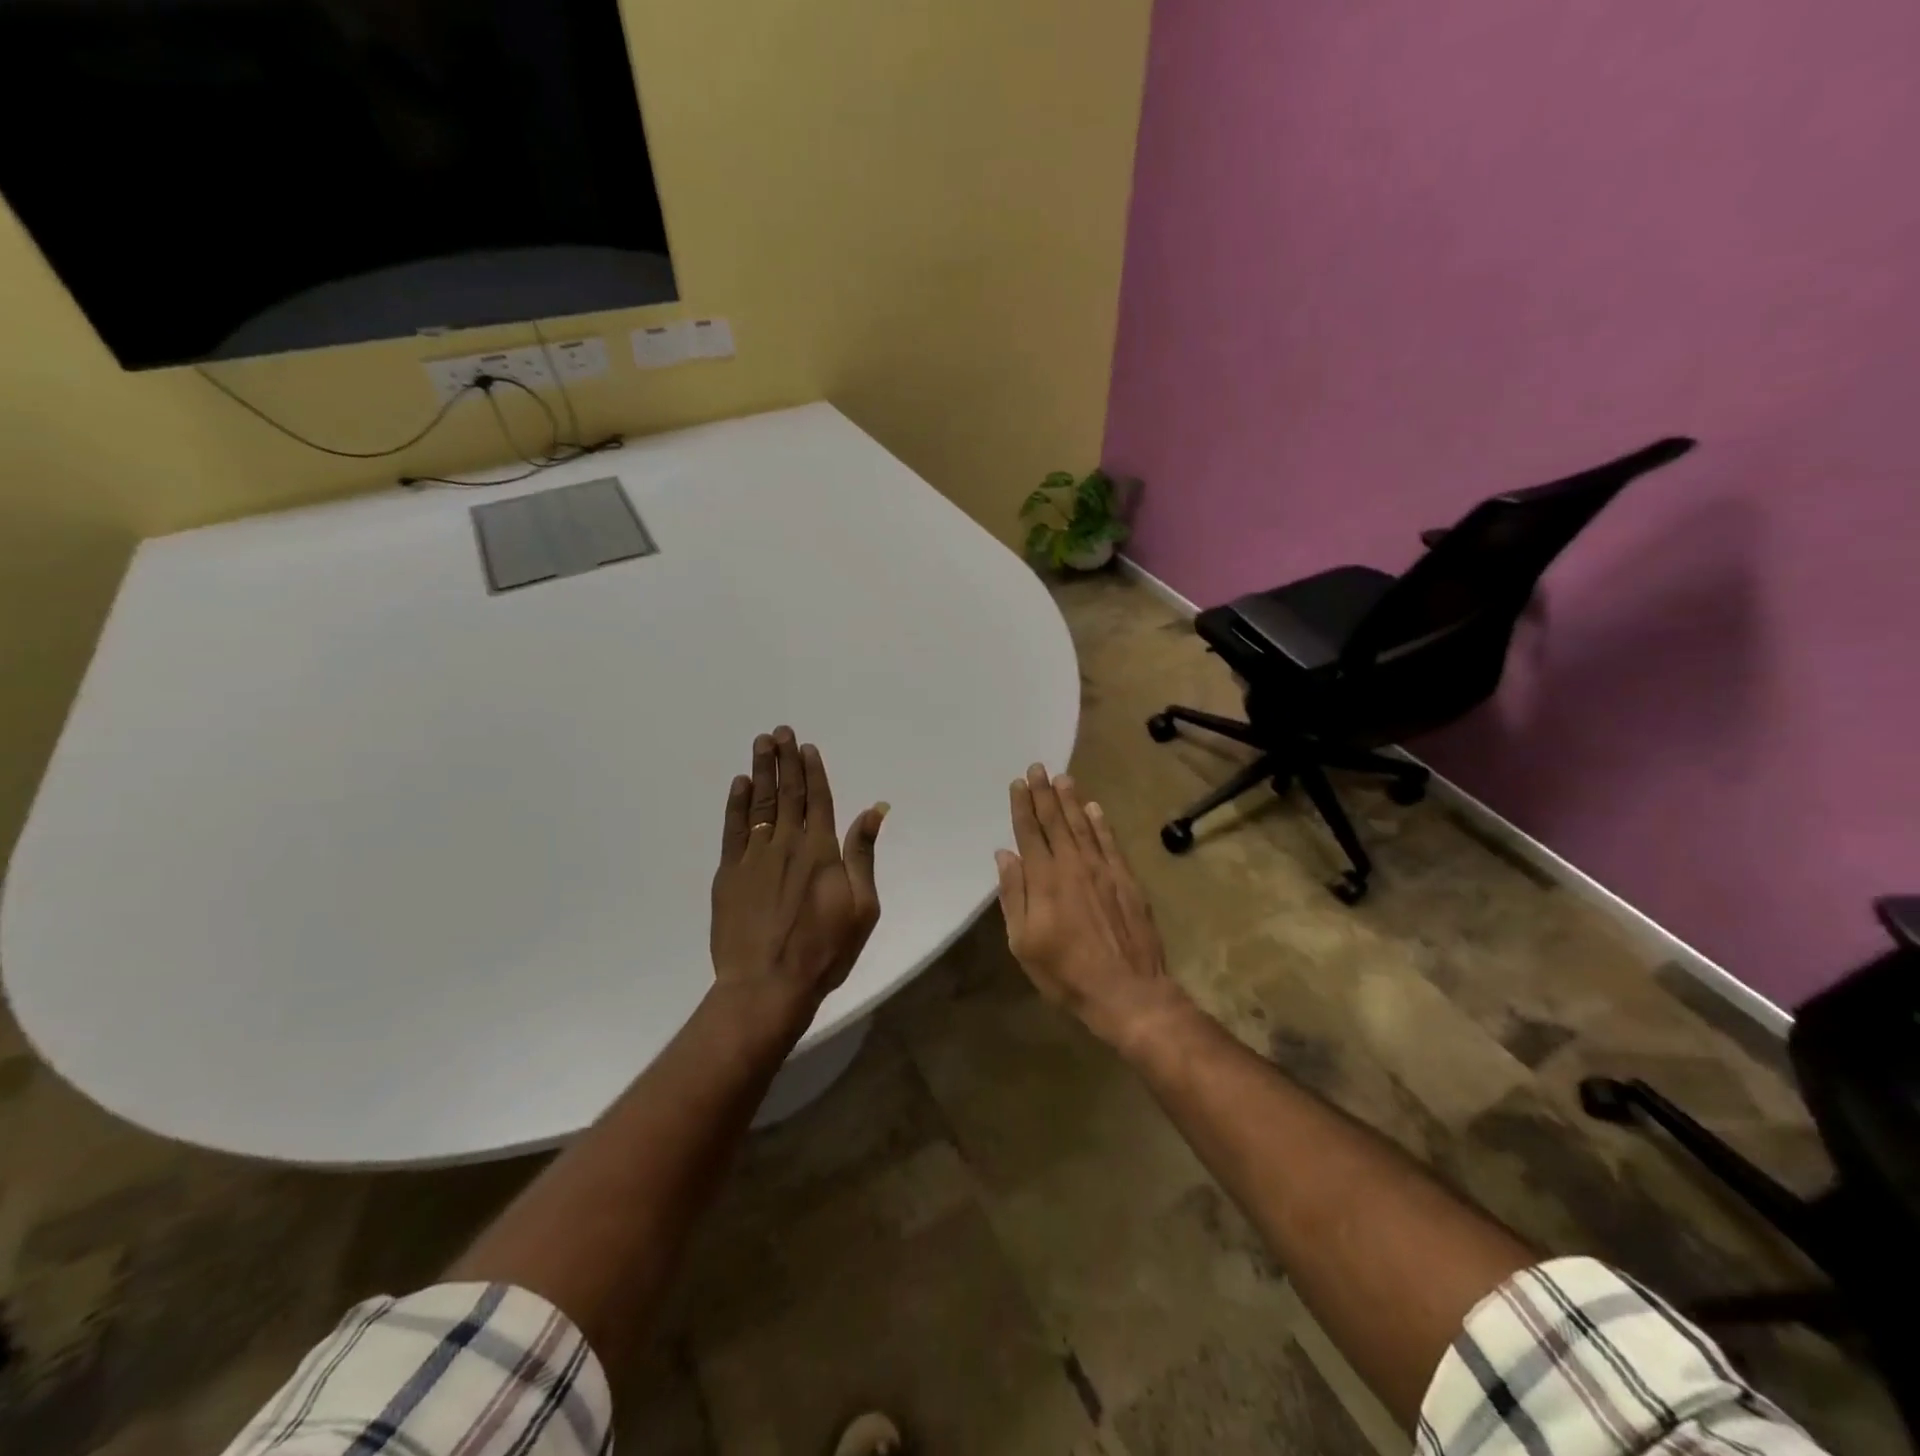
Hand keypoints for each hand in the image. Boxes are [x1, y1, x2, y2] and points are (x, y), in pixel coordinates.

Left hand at [709, 727, 887, 1018]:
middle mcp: (786, 843)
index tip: (806, 746)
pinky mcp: (729, 874)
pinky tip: (739, 784)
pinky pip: (733, 829)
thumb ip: (863, 854)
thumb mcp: (863, 906)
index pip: (817, 799)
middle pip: (787, 793)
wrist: (767, 985)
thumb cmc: (825, 950)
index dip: (812, 770)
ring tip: (760, 744)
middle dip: (784, 759)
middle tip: (779, 730)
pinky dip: (737, 804)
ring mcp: (753, 857)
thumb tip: (874, 809)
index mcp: (820, 850)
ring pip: (759, 803)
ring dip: (761, 771)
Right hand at [996, 764, 1191, 1053]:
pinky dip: (1100, 823)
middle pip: (1055, 821)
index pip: (1029, 833)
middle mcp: (1072, 865)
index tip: (1017, 783)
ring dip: (1071, 800)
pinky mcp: (1125, 879)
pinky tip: (1094, 808)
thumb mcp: (1023, 942)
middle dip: (1044, 793)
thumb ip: (1013, 895)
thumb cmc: (1065, 972)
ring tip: (1062, 778)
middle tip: (1037, 767)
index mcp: (1044, 880)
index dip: (1022, 806)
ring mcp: (1102, 870)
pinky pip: (1110, 842)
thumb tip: (1005, 855)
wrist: (1126, 991)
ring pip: (1082, 826)